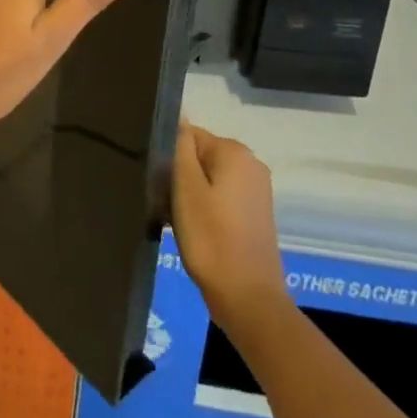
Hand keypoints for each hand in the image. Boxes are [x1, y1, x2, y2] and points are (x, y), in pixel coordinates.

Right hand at [172, 122, 290, 341]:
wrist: (248, 300)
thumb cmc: (211, 238)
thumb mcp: (186, 187)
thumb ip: (181, 147)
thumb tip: (179, 118)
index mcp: (235, 152)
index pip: (187, 135)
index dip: (169, 157)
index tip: (160, 184)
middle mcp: (250, 164)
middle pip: (198, 156)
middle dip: (178, 176)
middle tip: (166, 204)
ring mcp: (256, 190)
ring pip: (207, 178)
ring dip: (188, 195)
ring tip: (177, 220)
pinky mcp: (254, 214)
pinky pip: (219, 197)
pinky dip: (204, 209)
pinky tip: (193, 231)